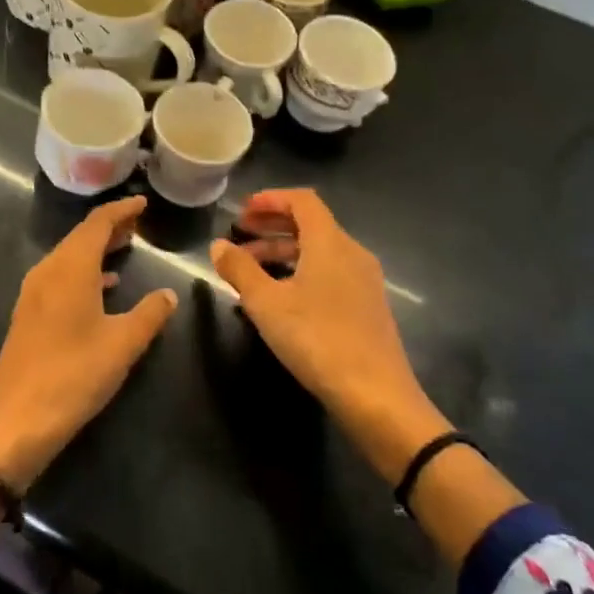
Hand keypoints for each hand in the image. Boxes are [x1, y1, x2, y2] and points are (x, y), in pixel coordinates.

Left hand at [0, 196, 177, 500]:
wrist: (18, 419)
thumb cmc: (75, 375)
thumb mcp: (123, 344)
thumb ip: (149, 314)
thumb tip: (168, 294)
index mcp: (70, 269)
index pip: (97, 224)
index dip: (121, 210)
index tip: (143, 204)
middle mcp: (48, 271)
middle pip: (80, 237)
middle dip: (109, 228)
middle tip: (138, 225)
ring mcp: (33, 293)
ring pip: (68, 257)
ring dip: (96, 250)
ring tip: (124, 249)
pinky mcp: (28, 314)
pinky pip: (59, 277)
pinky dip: (83, 271)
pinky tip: (102, 288)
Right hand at [212, 188, 447, 484]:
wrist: (375, 394)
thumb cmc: (316, 338)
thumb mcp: (266, 303)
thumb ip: (240, 269)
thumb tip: (218, 245)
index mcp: (330, 242)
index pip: (302, 201)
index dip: (270, 199)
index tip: (242, 211)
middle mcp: (352, 253)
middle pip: (311, 225)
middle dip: (272, 226)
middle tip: (240, 236)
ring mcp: (364, 281)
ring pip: (320, 252)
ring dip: (283, 252)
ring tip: (250, 270)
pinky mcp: (368, 306)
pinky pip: (330, 273)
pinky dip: (301, 272)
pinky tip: (280, 298)